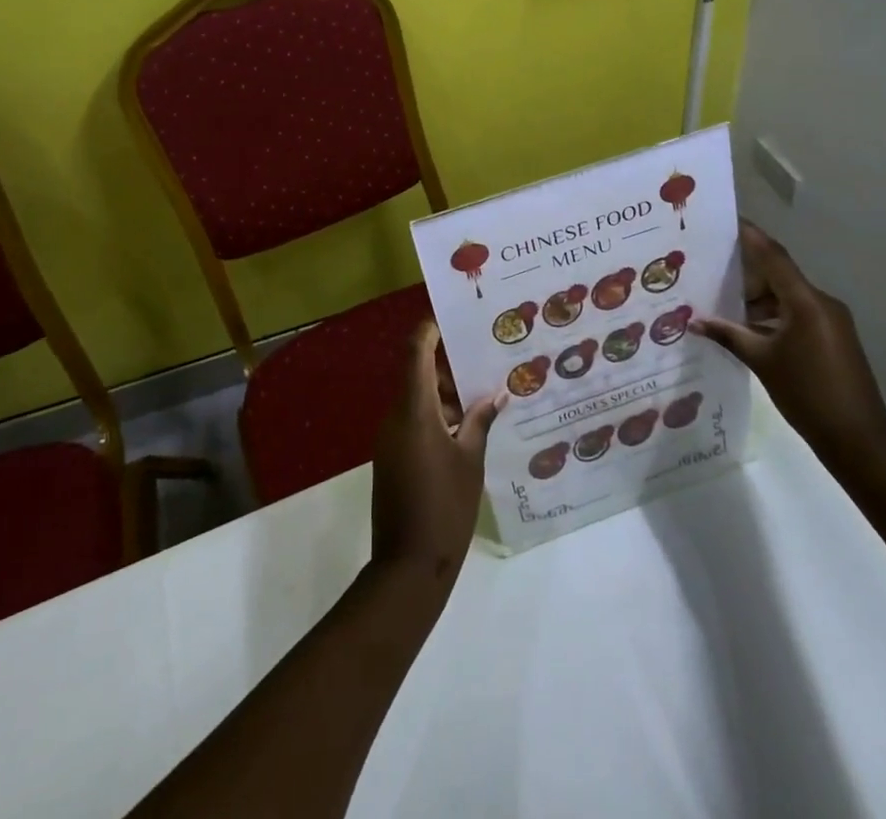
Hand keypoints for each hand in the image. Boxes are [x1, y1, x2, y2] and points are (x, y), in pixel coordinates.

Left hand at [370, 322, 503, 592]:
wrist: (408, 568)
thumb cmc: (445, 508)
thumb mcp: (471, 462)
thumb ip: (480, 423)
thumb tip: (494, 395)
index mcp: (415, 411)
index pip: (416, 353)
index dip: (429, 330)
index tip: (451, 317)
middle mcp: (396, 417)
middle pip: (419, 374)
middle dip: (450, 368)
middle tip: (485, 365)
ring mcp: (391, 438)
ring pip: (418, 399)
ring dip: (446, 396)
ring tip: (484, 399)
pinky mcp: (392, 458)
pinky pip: (414, 421)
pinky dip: (438, 417)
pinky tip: (467, 429)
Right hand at [694, 221, 885, 471]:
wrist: (859, 440)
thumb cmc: (807, 394)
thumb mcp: (761, 361)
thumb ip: (728, 335)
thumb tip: (694, 321)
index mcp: (806, 302)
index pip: (773, 256)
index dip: (750, 235)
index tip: (726, 219)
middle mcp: (821, 302)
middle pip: (779, 274)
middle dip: (746, 272)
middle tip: (711, 267)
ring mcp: (831, 320)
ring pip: (787, 296)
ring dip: (758, 298)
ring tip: (721, 301)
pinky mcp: (833, 337)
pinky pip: (798, 313)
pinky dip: (773, 315)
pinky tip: (747, 327)